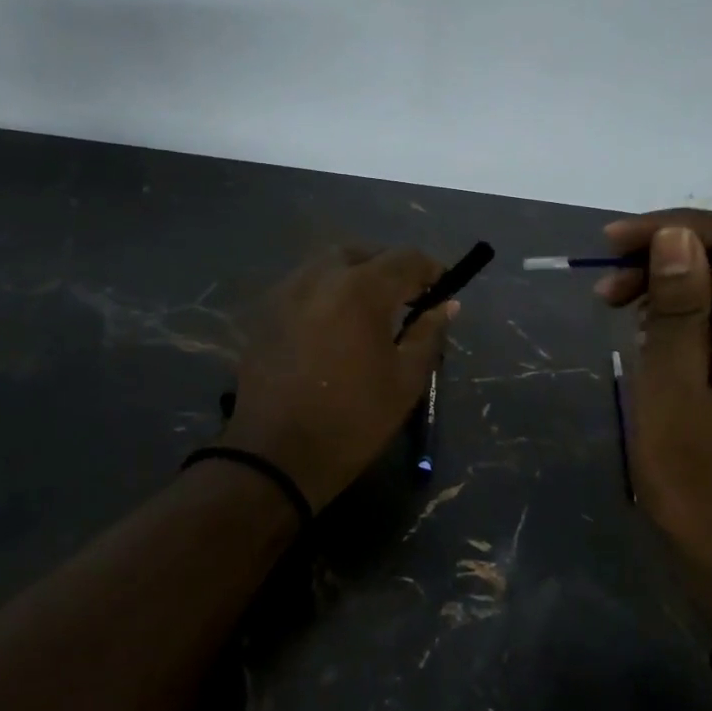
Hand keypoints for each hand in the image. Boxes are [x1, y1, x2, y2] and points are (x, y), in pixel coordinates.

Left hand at [220, 245, 456, 511]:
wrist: (277, 456)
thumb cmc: (353, 420)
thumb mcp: (405, 380)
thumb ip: (428, 333)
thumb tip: (446, 304)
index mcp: (360, 290)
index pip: (405, 259)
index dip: (430, 269)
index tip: (442, 289)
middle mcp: (319, 278)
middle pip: (363, 253)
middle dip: (389, 268)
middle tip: (406, 300)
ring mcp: (286, 292)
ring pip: (328, 265)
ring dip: (355, 276)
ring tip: (369, 311)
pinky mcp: (265, 313)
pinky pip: (304, 286)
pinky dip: (326, 292)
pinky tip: (334, 325)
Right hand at [599, 210, 711, 633]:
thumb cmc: (703, 492)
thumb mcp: (672, 399)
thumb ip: (678, 313)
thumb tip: (675, 237)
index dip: (670, 228)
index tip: (610, 246)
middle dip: (667, 257)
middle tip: (606, 290)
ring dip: (675, 286)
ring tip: (620, 310)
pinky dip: (691, 317)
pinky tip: (655, 340)